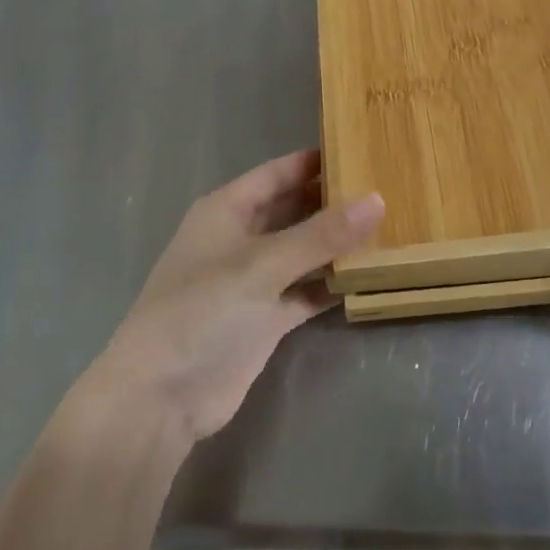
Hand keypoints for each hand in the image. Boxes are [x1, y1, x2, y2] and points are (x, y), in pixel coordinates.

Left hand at [84, 148, 383, 449]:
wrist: (160, 399)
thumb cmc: (202, 312)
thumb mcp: (262, 265)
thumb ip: (321, 234)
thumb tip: (377, 199)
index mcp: (227, 211)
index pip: (278, 173)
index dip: (315, 162)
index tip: (362, 149)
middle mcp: (240, 239)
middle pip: (293, 210)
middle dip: (333, 202)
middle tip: (387, 188)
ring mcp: (253, 281)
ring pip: (303, 252)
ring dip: (337, 245)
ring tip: (390, 227)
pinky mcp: (265, 319)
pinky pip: (306, 291)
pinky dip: (331, 285)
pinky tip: (370, 276)